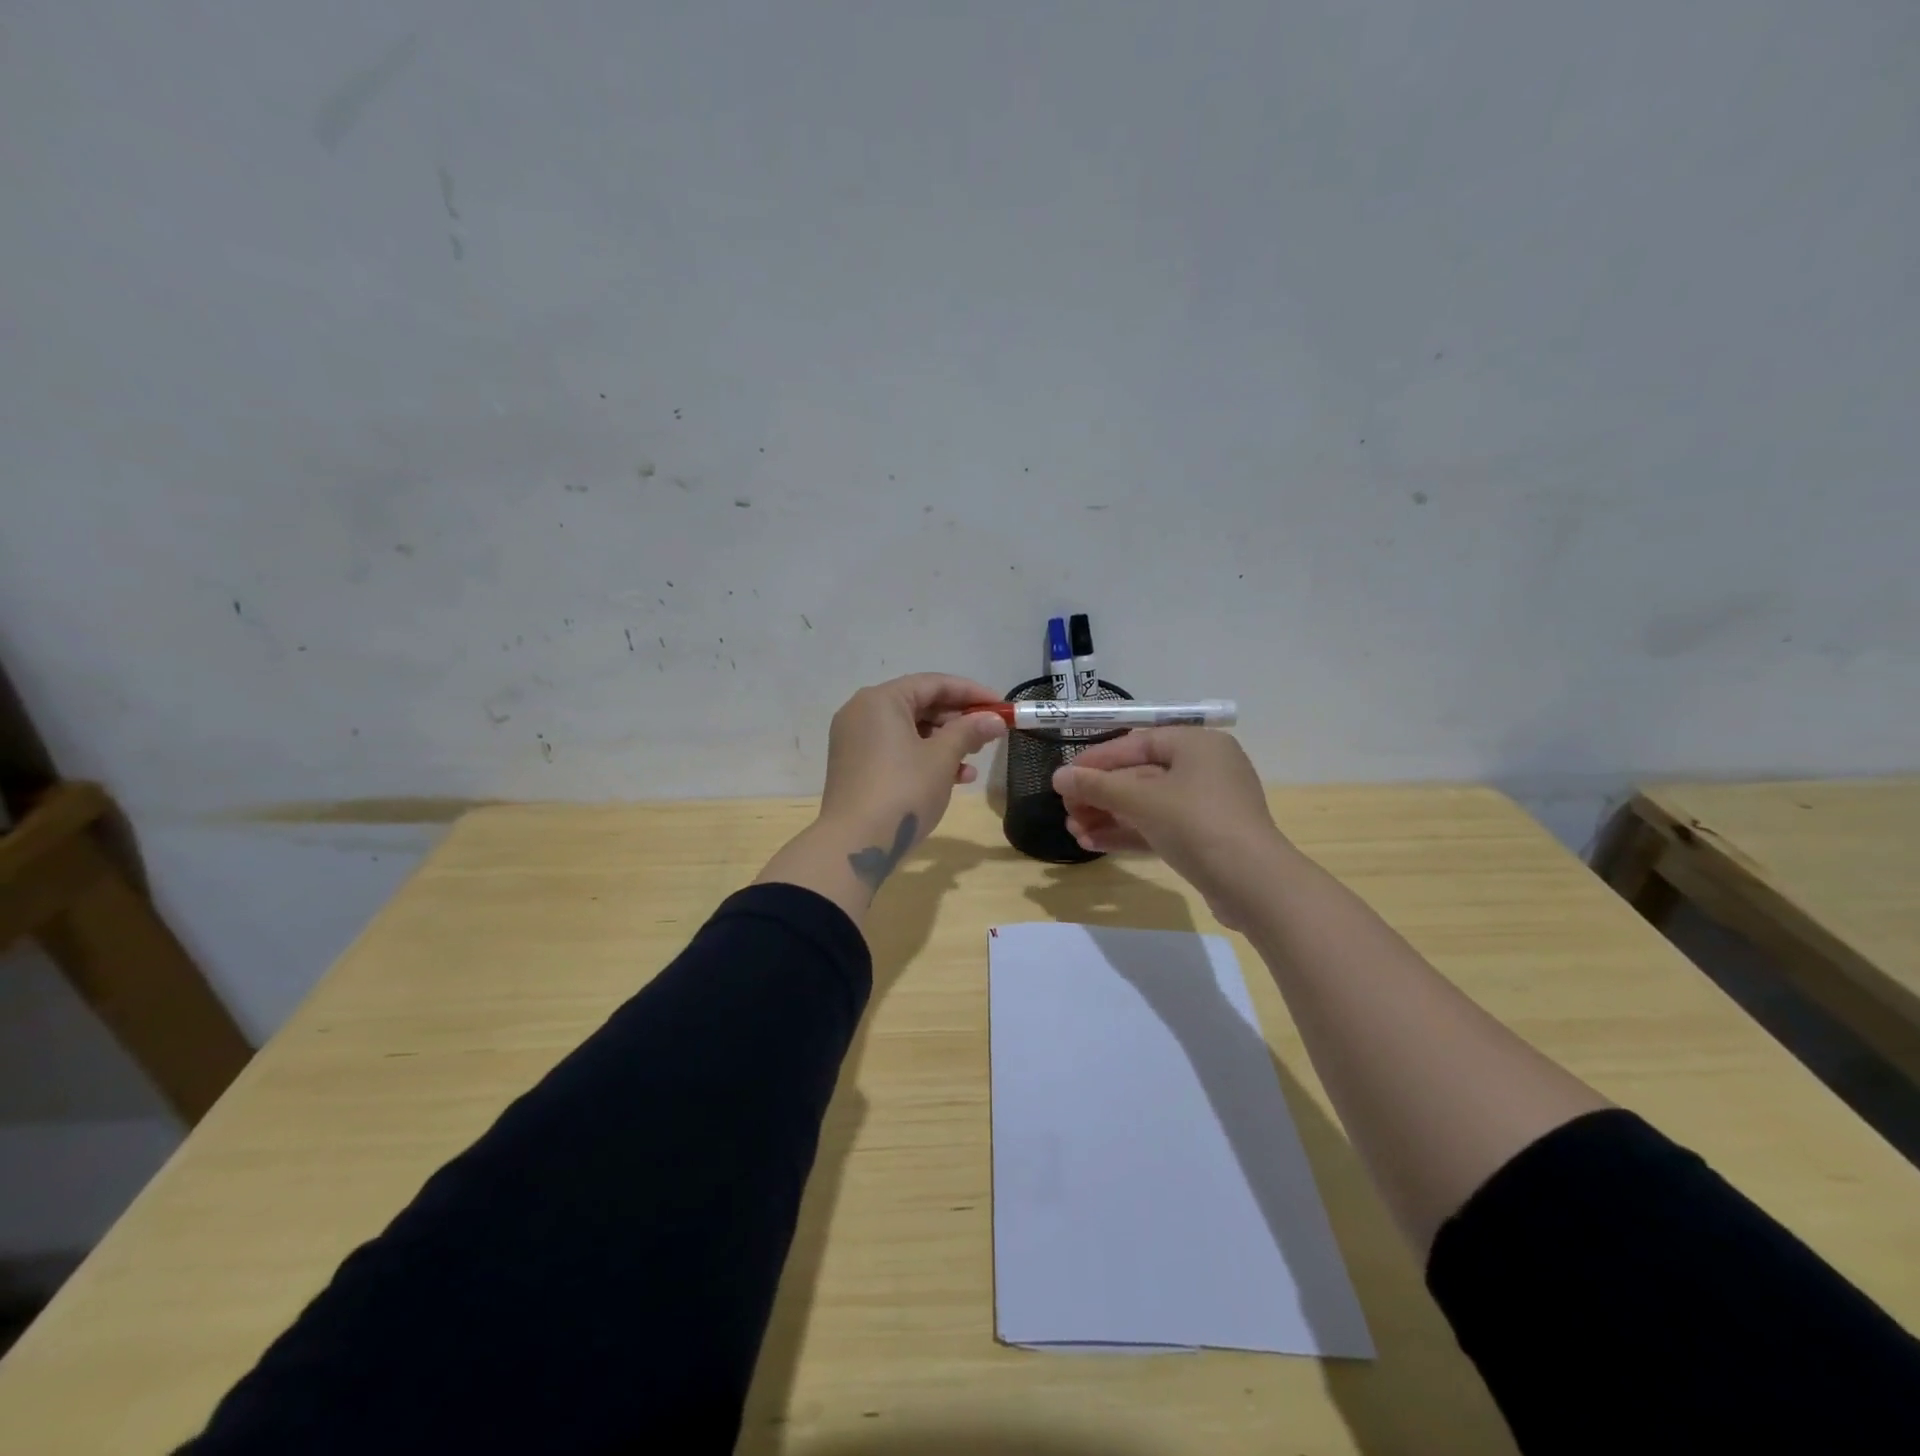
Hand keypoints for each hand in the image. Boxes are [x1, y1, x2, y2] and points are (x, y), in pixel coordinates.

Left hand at [818, 672, 1006, 878]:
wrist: (855, 844)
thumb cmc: (903, 790)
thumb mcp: (942, 758)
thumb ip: (969, 731)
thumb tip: (995, 719)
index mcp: (881, 700)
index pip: (934, 683)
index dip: (972, 693)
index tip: (1002, 707)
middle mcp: (863, 712)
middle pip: (920, 705)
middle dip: (959, 720)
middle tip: (991, 733)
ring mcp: (856, 740)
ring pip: (910, 730)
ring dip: (947, 742)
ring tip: (976, 758)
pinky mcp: (857, 767)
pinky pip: (897, 751)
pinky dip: (925, 758)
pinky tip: (957, 779)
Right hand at [1052, 728, 1289, 927]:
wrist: (1254, 885)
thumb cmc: (1197, 824)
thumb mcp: (1141, 800)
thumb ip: (1097, 786)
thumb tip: (1058, 777)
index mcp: (1197, 745)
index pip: (1136, 743)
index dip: (1097, 760)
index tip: (1064, 777)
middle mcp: (1205, 768)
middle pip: (1140, 775)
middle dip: (1100, 795)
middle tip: (1067, 810)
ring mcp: (1208, 805)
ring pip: (1147, 805)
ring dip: (1109, 816)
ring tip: (1074, 831)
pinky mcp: (1206, 838)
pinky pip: (1160, 827)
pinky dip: (1129, 833)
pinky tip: (1094, 844)